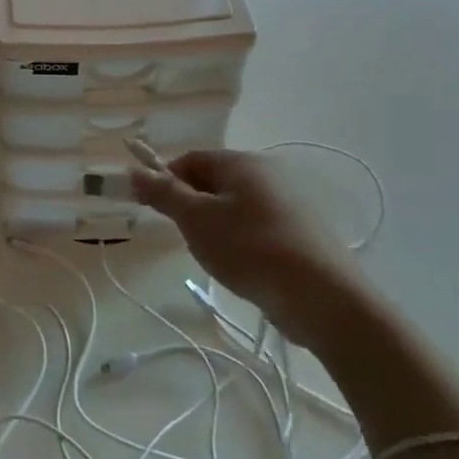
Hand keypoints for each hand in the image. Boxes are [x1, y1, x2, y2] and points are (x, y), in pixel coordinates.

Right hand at [130, 148, 373, 350]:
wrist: (324, 298)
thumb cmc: (250, 249)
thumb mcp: (196, 220)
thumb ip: (164, 193)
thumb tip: (134, 171)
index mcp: (243, 163)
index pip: (190, 160)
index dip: (166, 181)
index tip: (154, 210)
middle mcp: (268, 175)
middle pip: (212, 182)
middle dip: (191, 207)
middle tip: (186, 237)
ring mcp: (289, 205)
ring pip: (233, 208)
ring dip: (214, 228)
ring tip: (216, 257)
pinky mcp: (301, 234)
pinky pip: (256, 228)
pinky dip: (240, 243)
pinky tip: (242, 268)